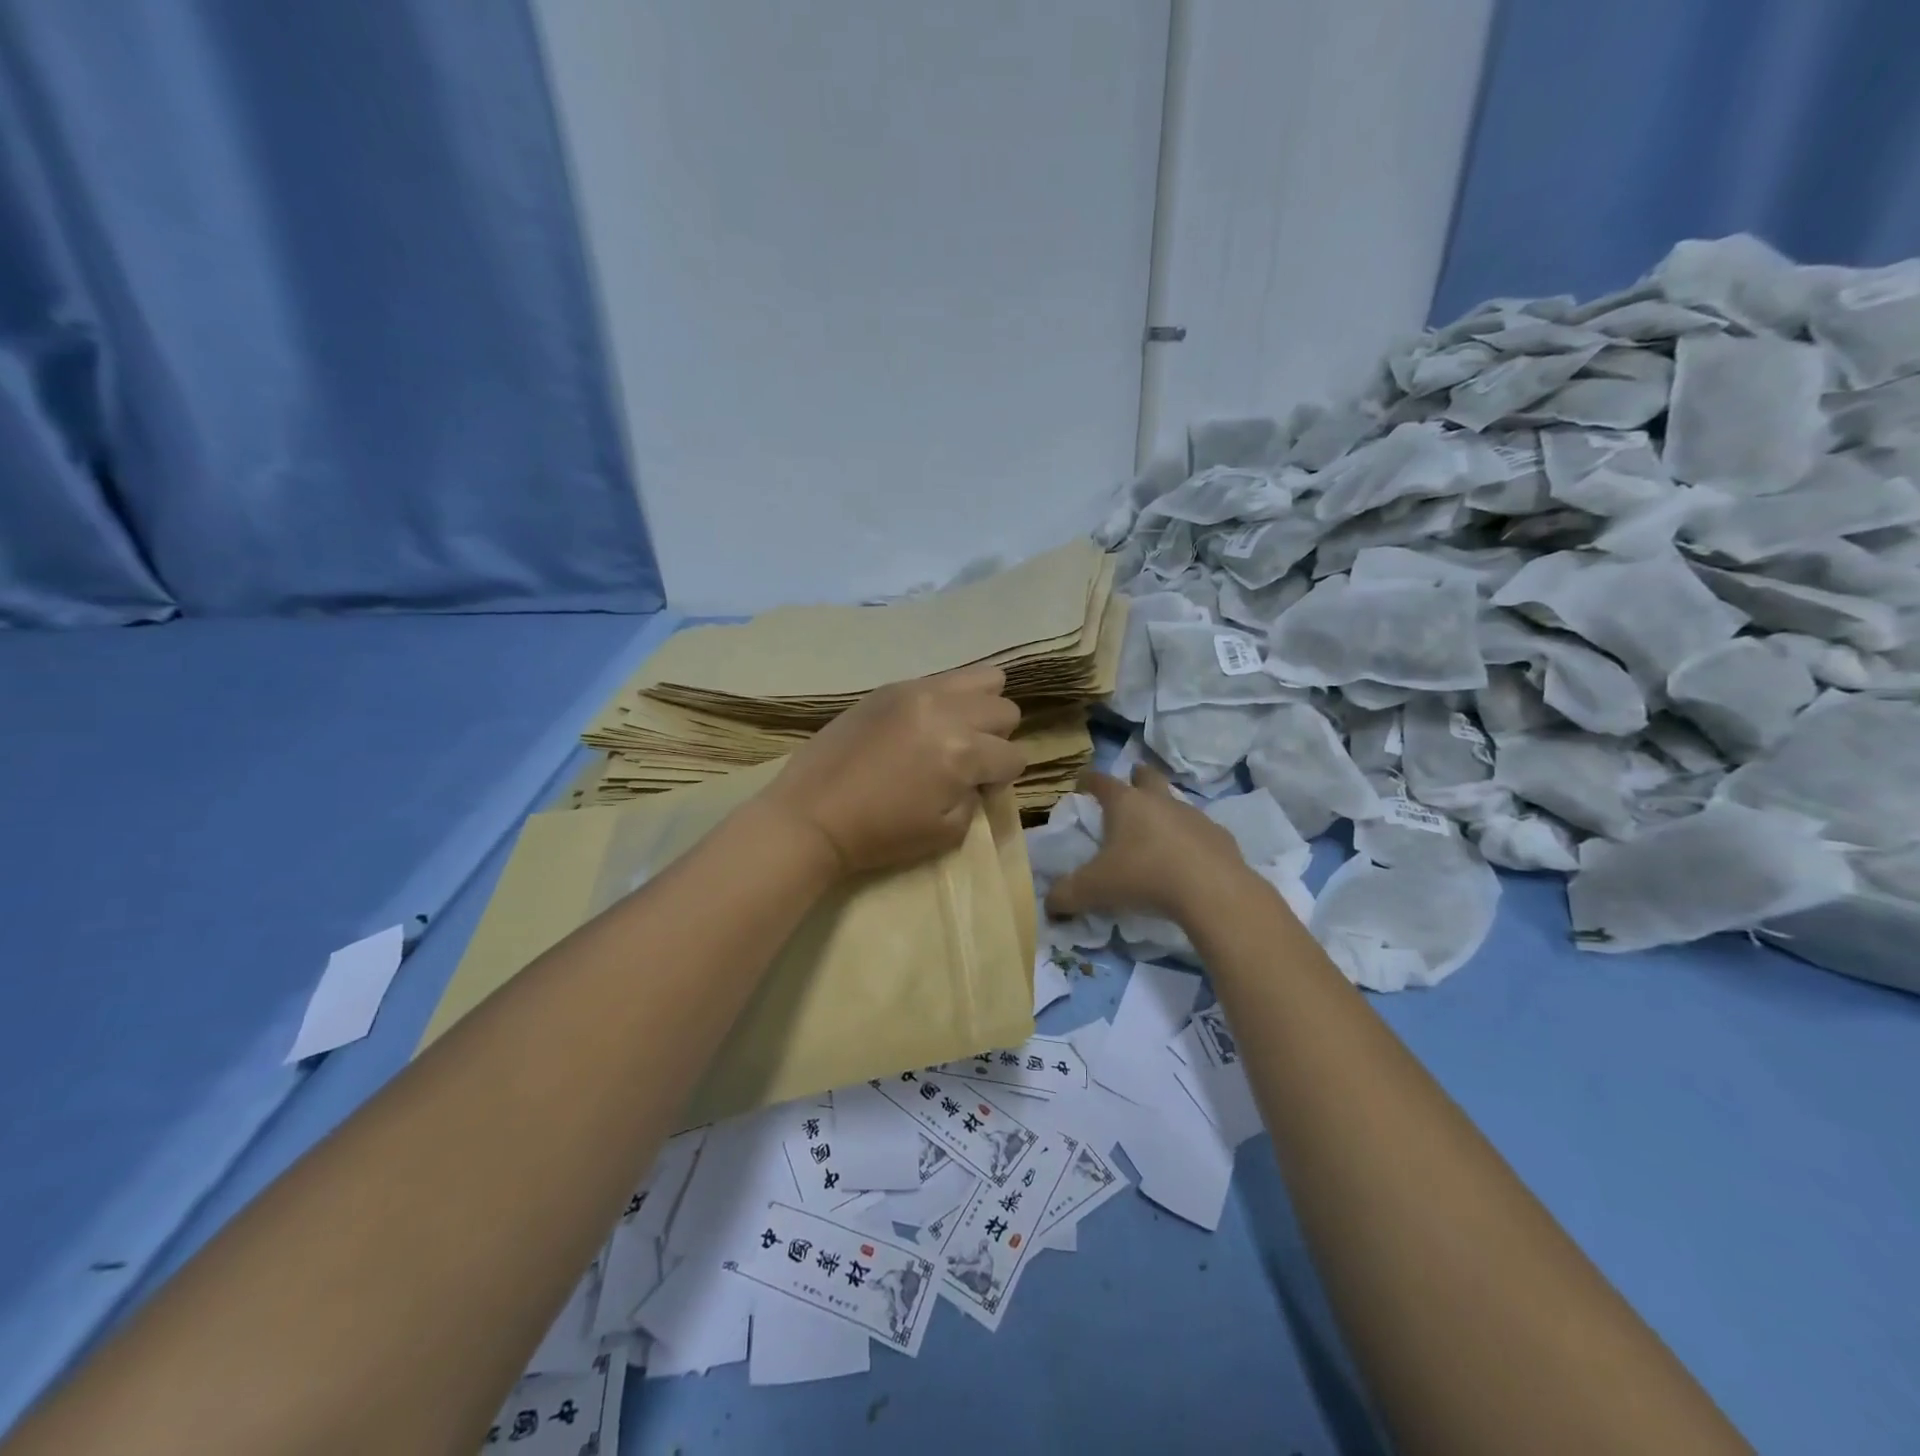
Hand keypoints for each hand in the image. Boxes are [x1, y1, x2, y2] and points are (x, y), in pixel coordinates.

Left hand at [760, 665, 1025, 875]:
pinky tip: (921, 725)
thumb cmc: (880, 834)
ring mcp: (917, 692)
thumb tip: (978, 778)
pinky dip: (945, 700)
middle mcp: (947, 712)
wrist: (812, 814)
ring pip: (982, 678)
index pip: (1015, 755)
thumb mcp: (946, 832)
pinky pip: (940, 679)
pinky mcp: (891, 687)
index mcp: (963, 753)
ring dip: (978, 708)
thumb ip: (976, 799)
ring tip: (953, 732)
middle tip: (966, 760)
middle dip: (995, 739)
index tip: (977, 790)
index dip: (1002, 779)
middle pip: (1005, 710)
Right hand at [1045, 765, 1254, 923]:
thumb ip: (1066, 895)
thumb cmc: (1144, 877)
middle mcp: (1160, 801)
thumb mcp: (1094, 890)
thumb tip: (1048, 904)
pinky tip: (1187, 860)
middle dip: (1137, 777)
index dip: (1089, 780)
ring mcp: (1194, 816)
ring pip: (1176, 803)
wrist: (1212, 891)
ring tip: (1157, 831)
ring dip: (1165, 810)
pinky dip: (1190, 840)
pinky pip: (1200, 832)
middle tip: (1130, 784)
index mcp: (1126, 803)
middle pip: (1147, 777)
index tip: (1082, 782)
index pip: (1101, 781)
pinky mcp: (1220, 836)